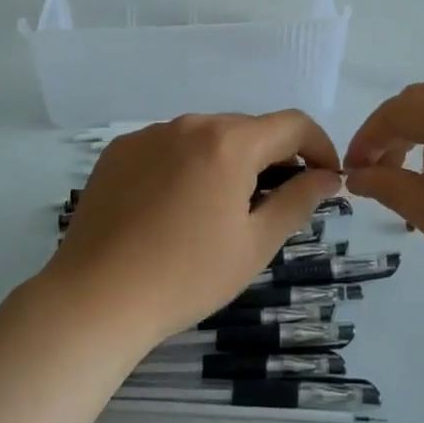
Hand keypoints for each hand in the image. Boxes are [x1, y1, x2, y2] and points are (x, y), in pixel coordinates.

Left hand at [41, 112, 343, 350]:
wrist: (94, 299)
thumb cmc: (186, 276)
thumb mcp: (255, 244)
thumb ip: (298, 201)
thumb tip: (329, 176)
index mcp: (230, 142)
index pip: (292, 124)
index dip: (320, 146)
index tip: (328, 178)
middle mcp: (190, 123)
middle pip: (248, 129)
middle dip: (273, 158)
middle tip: (275, 204)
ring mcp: (149, 134)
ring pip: (207, 137)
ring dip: (228, 162)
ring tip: (220, 211)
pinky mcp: (119, 151)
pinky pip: (169, 147)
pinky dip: (187, 166)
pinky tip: (175, 208)